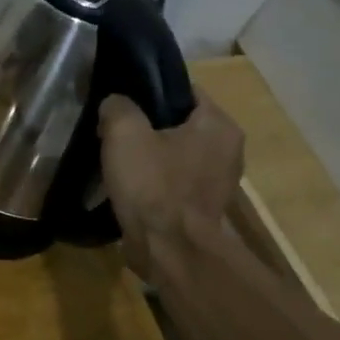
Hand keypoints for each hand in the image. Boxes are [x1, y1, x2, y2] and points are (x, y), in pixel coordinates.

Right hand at [97, 92, 243, 280]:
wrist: (169, 250)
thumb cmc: (153, 185)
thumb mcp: (124, 133)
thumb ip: (118, 107)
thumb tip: (115, 104)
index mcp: (218, 125)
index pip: (184, 90)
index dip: (149, 90)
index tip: (120, 98)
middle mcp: (228, 149)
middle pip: (179, 122)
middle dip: (146, 124)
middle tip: (112, 129)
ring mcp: (217, 181)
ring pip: (175, 152)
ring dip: (148, 153)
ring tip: (116, 157)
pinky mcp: (202, 207)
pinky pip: (173, 179)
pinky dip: (153, 179)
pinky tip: (128, 184)